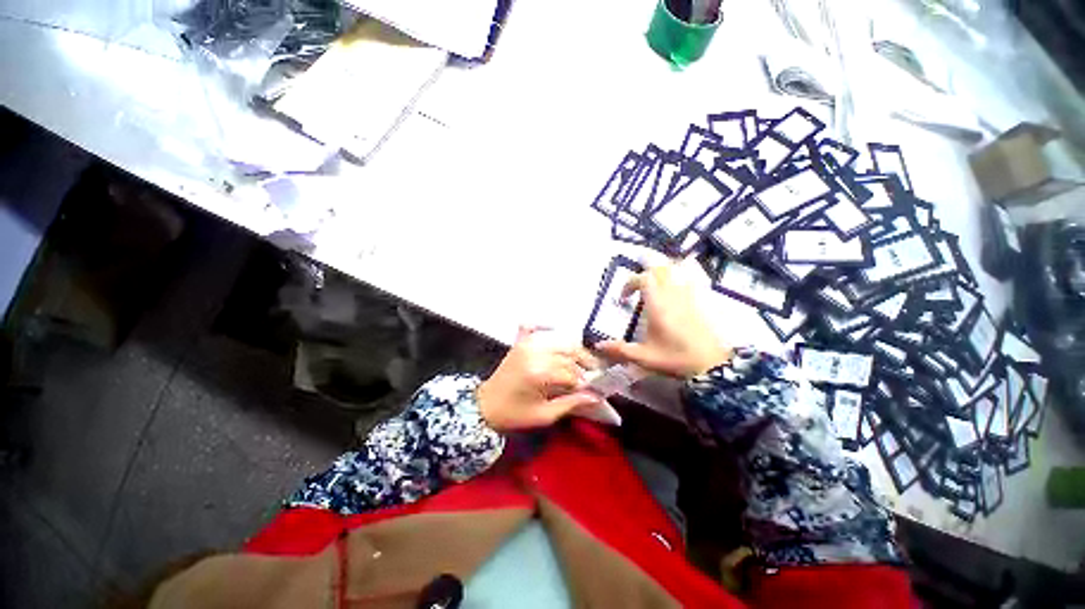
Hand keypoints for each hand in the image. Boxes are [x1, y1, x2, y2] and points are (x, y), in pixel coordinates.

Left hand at [477, 327, 602, 431]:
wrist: (484, 406)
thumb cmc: (514, 414)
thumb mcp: (544, 415)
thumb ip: (571, 404)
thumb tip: (596, 397)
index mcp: (539, 373)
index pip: (572, 373)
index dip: (584, 382)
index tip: (591, 390)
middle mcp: (535, 354)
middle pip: (569, 354)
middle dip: (583, 365)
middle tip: (590, 375)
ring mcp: (526, 345)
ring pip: (559, 341)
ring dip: (572, 350)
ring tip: (580, 363)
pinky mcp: (520, 343)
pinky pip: (534, 327)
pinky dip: (545, 326)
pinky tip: (554, 328)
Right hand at [596, 261, 731, 377]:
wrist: (711, 365)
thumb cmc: (675, 358)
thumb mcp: (644, 357)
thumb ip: (620, 350)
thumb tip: (597, 347)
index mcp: (657, 305)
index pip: (643, 279)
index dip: (629, 283)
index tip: (623, 298)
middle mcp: (672, 295)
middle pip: (660, 269)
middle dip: (645, 271)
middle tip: (637, 286)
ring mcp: (688, 296)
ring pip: (676, 270)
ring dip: (662, 271)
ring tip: (653, 282)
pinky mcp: (699, 301)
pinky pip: (690, 278)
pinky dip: (681, 275)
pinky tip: (677, 286)